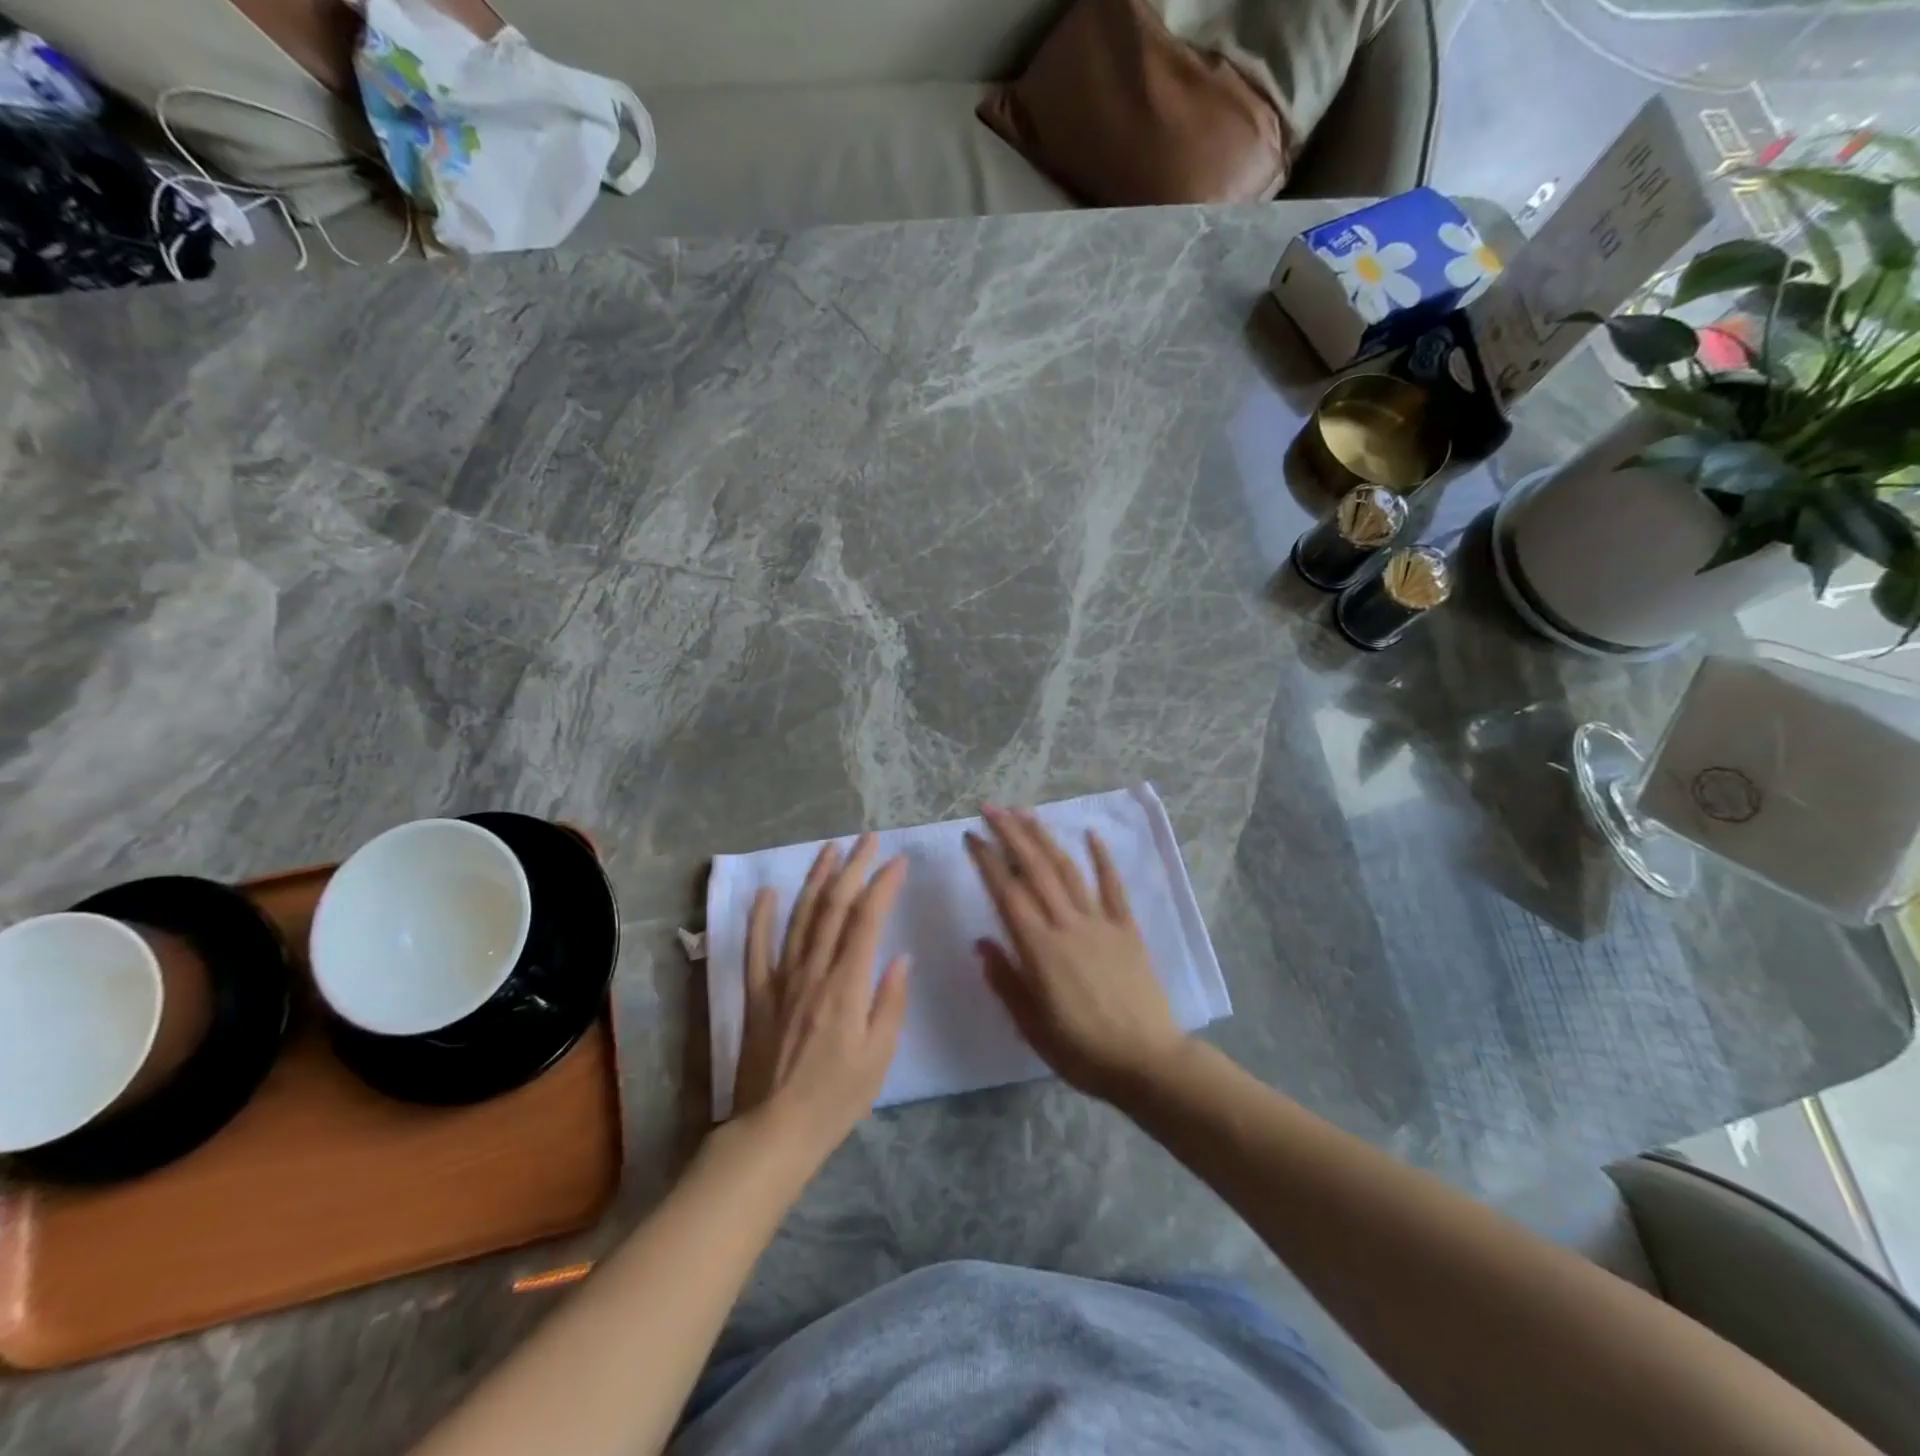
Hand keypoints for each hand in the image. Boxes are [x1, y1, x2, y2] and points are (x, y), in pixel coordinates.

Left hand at [732, 834, 908, 1160]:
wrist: (775, 1131)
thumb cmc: (837, 1097)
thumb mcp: (880, 1055)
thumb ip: (890, 1001)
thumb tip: (900, 956)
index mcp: (847, 985)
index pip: (867, 920)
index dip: (882, 885)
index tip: (897, 861)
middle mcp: (813, 971)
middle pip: (834, 907)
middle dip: (853, 868)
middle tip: (867, 839)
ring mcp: (781, 979)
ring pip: (800, 917)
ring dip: (816, 879)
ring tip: (829, 849)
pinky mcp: (757, 995)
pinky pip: (755, 948)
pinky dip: (761, 917)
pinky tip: (768, 892)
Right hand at [965, 805, 1185, 1100]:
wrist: (1148, 1063)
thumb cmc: (1082, 1051)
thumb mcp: (1031, 1025)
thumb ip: (1005, 980)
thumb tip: (981, 942)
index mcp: (1040, 948)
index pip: (1007, 893)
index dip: (987, 861)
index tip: (971, 836)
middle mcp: (1068, 925)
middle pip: (1036, 870)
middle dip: (1011, 834)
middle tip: (991, 808)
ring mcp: (1101, 923)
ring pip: (1068, 870)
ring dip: (1045, 838)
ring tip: (1026, 813)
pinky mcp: (1128, 929)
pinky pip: (1114, 887)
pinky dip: (1102, 858)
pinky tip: (1092, 834)